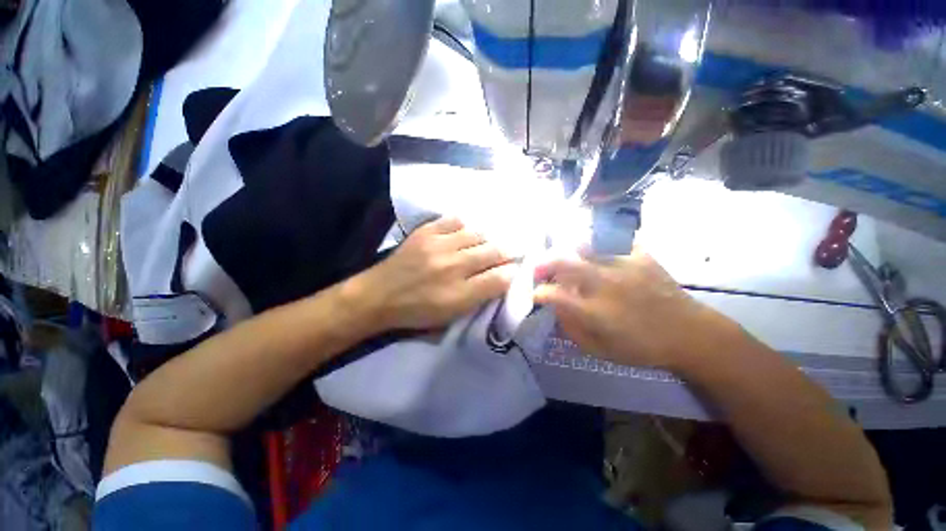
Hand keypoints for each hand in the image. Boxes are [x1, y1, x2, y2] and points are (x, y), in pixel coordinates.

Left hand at [352, 217, 516, 331]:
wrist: (378, 296)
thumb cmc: (417, 312)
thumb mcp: (450, 317)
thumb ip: (478, 300)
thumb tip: (500, 281)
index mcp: (460, 294)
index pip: (500, 279)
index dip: (513, 272)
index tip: (516, 269)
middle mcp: (453, 267)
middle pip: (493, 252)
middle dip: (507, 252)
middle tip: (509, 252)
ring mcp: (438, 246)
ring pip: (477, 234)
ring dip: (486, 239)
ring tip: (486, 243)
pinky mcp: (426, 232)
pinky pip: (454, 220)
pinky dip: (464, 226)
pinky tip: (464, 232)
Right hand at [534, 246, 729, 369]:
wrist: (691, 334)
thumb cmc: (642, 347)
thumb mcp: (601, 350)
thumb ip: (572, 329)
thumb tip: (555, 309)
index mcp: (595, 311)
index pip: (554, 295)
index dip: (539, 293)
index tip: (536, 294)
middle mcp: (605, 284)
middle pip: (564, 262)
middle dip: (543, 263)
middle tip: (539, 269)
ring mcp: (624, 266)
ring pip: (585, 246)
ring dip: (568, 252)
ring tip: (566, 257)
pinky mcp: (641, 255)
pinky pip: (612, 240)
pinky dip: (599, 244)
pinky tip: (597, 251)